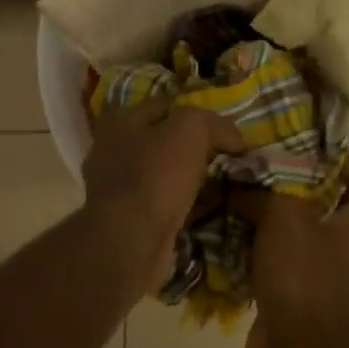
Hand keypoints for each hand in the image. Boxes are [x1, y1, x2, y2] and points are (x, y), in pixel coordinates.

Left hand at [81, 97, 246, 289]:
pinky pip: (165, 203)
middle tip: (230, 156)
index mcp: (121, 121)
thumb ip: (214, 124)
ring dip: (193, 178)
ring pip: (166, 174)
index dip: (201, 114)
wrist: (131, 241)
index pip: (169, 106)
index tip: (229, 130)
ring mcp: (117, 188)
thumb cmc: (156, 174)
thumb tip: (235, 137)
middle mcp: (113, 150)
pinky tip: (210, 207)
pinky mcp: (128, 219)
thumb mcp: (191, 130)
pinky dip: (186, 204)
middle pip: (166, 141)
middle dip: (198, 148)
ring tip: (225, 182)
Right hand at [244, 159, 348, 347]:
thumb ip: (268, 192)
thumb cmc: (302, 275)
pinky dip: (252, 250)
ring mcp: (315, 277)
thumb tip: (244, 185)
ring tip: (237, 199)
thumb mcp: (286, 216)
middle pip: (327, 213)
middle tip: (264, 173)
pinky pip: (271, 263)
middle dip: (297, 192)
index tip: (326, 157)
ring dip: (268, 220)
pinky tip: (227, 236)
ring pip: (293, 237)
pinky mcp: (289, 297)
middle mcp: (339, 251)